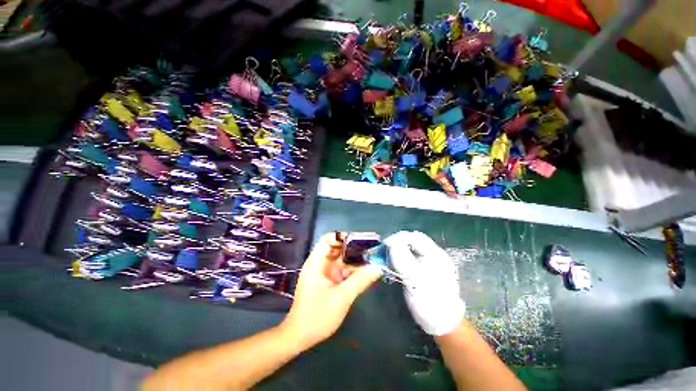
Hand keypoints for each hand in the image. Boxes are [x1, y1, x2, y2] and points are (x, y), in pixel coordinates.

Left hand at [281, 232, 382, 347]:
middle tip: (371, 251)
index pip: (327, 240)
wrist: (300, 338)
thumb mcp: (341, 298)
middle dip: (353, 249)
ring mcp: (324, 273)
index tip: (359, 242)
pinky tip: (364, 275)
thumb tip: (377, 267)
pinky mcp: (328, 282)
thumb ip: (360, 281)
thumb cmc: (317, 316)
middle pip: (337, 249)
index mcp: (317, 263)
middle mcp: (320, 264)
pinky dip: (352, 272)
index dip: (342, 237)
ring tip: (372, 261)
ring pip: (341, 261)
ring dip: (354, 261)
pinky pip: (342, 271)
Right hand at [384, 231, 464, 335]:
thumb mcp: (414, 280)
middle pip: (413, 241)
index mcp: (435, 255)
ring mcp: (431, 263)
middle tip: (385, 250)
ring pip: (412, 249)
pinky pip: (412, 258)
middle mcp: (434, 255)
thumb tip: (390, 243)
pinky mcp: (426, 270)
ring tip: (387, 257)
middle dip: (398, 243)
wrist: (442, 325)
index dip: (399, 238)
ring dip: (398, 250)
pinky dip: (401, 258)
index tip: (385, 245)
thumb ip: (402, 259)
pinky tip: (395, 265)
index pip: (415, 237)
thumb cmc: (429, 302)